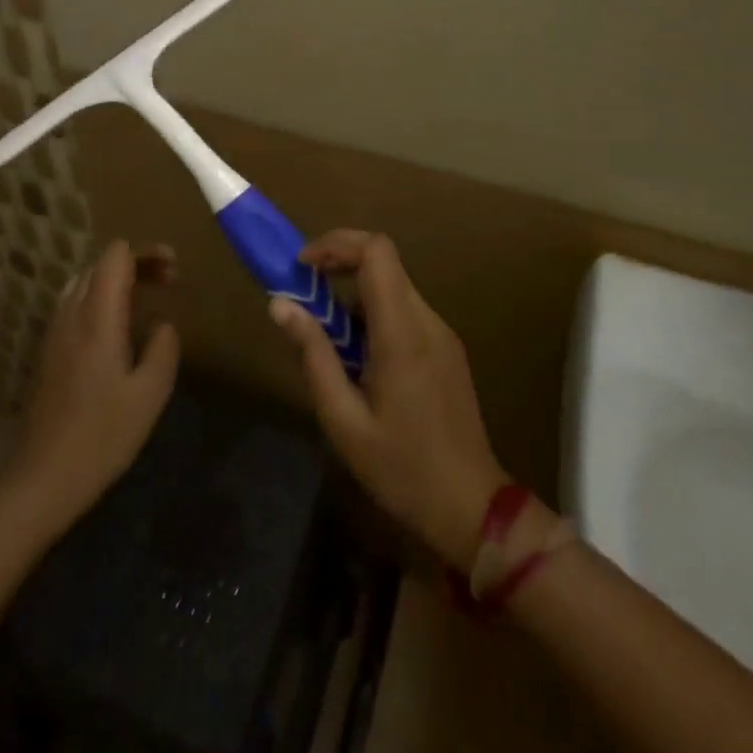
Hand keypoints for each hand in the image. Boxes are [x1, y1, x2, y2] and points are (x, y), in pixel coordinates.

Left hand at [5, 240, 180, 536]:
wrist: (44, 478)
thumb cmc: (102, 436)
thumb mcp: (150, 394)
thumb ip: (163, 348)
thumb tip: (162, 324)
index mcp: (97, 318)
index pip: (114, 256)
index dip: (146, 252)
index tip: (173, 270)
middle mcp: (71, 315)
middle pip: (99, 264)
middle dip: (136, 263)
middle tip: (168, 283)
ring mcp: (55, 332)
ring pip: (84, 282)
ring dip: (116, 279)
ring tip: (146, 297)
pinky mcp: (49, 351)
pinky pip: (75, 303)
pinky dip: (100, 298)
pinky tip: (118, 326)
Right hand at [270, 231, 506, 570]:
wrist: (471, 508)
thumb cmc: (401, 469)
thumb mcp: (343, 420)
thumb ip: (313, 355)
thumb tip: (280, 304)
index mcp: (403, 334)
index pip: (377, 252)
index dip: (336, 244)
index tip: (302, 267)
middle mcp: (427, 321)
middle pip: (384, 261)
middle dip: (339, 264)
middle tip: (304, 294)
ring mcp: (442, 333)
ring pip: (393, 286)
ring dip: (354, 294)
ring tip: (326, 336)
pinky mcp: (446, 348)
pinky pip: (404, 310)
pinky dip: (373, 313)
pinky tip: (357, 357)